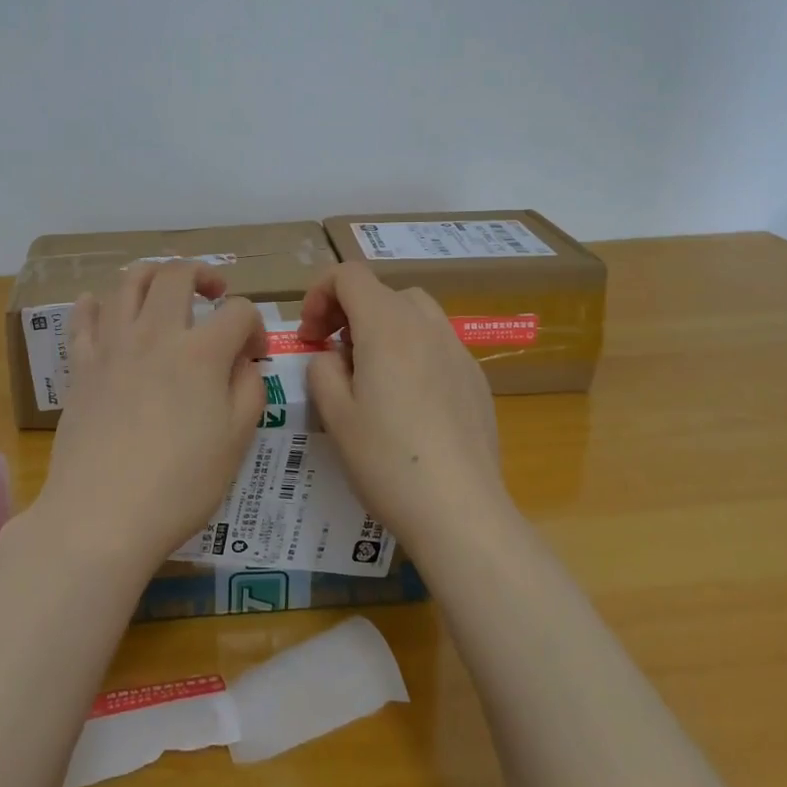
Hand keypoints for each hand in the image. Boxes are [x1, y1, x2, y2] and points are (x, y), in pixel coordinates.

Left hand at [33, 261, 266, 578]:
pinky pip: (83, 317)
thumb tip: (244, 359)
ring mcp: (113, 345)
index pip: (238, 310)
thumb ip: (249, 388)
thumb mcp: (237, 441)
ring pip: (128, 281)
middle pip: (177, 274)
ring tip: (164, 292)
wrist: (102, 514)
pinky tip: (103, 308)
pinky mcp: (81, 364)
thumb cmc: (180, 484)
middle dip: (203, 273)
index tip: (254, 352)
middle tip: (213, 293)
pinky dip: (95, 304)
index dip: (254, 324)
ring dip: (152, 275)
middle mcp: (156, 333)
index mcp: (201, 351)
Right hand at [298, 262, 502, 554]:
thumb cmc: (387, 461)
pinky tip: (407, 400)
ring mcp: (458, 351)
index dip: (320, 293)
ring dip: (384, 327)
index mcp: (387, 327)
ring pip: (415, 313)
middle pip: (383, 291)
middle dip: (350, 310)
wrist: (460, 511)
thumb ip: (322, 369)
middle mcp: (427, 327)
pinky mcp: (476, 380)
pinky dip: (413, 350)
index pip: (350, 275)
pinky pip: (438, 344)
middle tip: (333, 352)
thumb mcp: (335, 414)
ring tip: (371, 372)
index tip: (310, 335)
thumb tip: (331, 356)